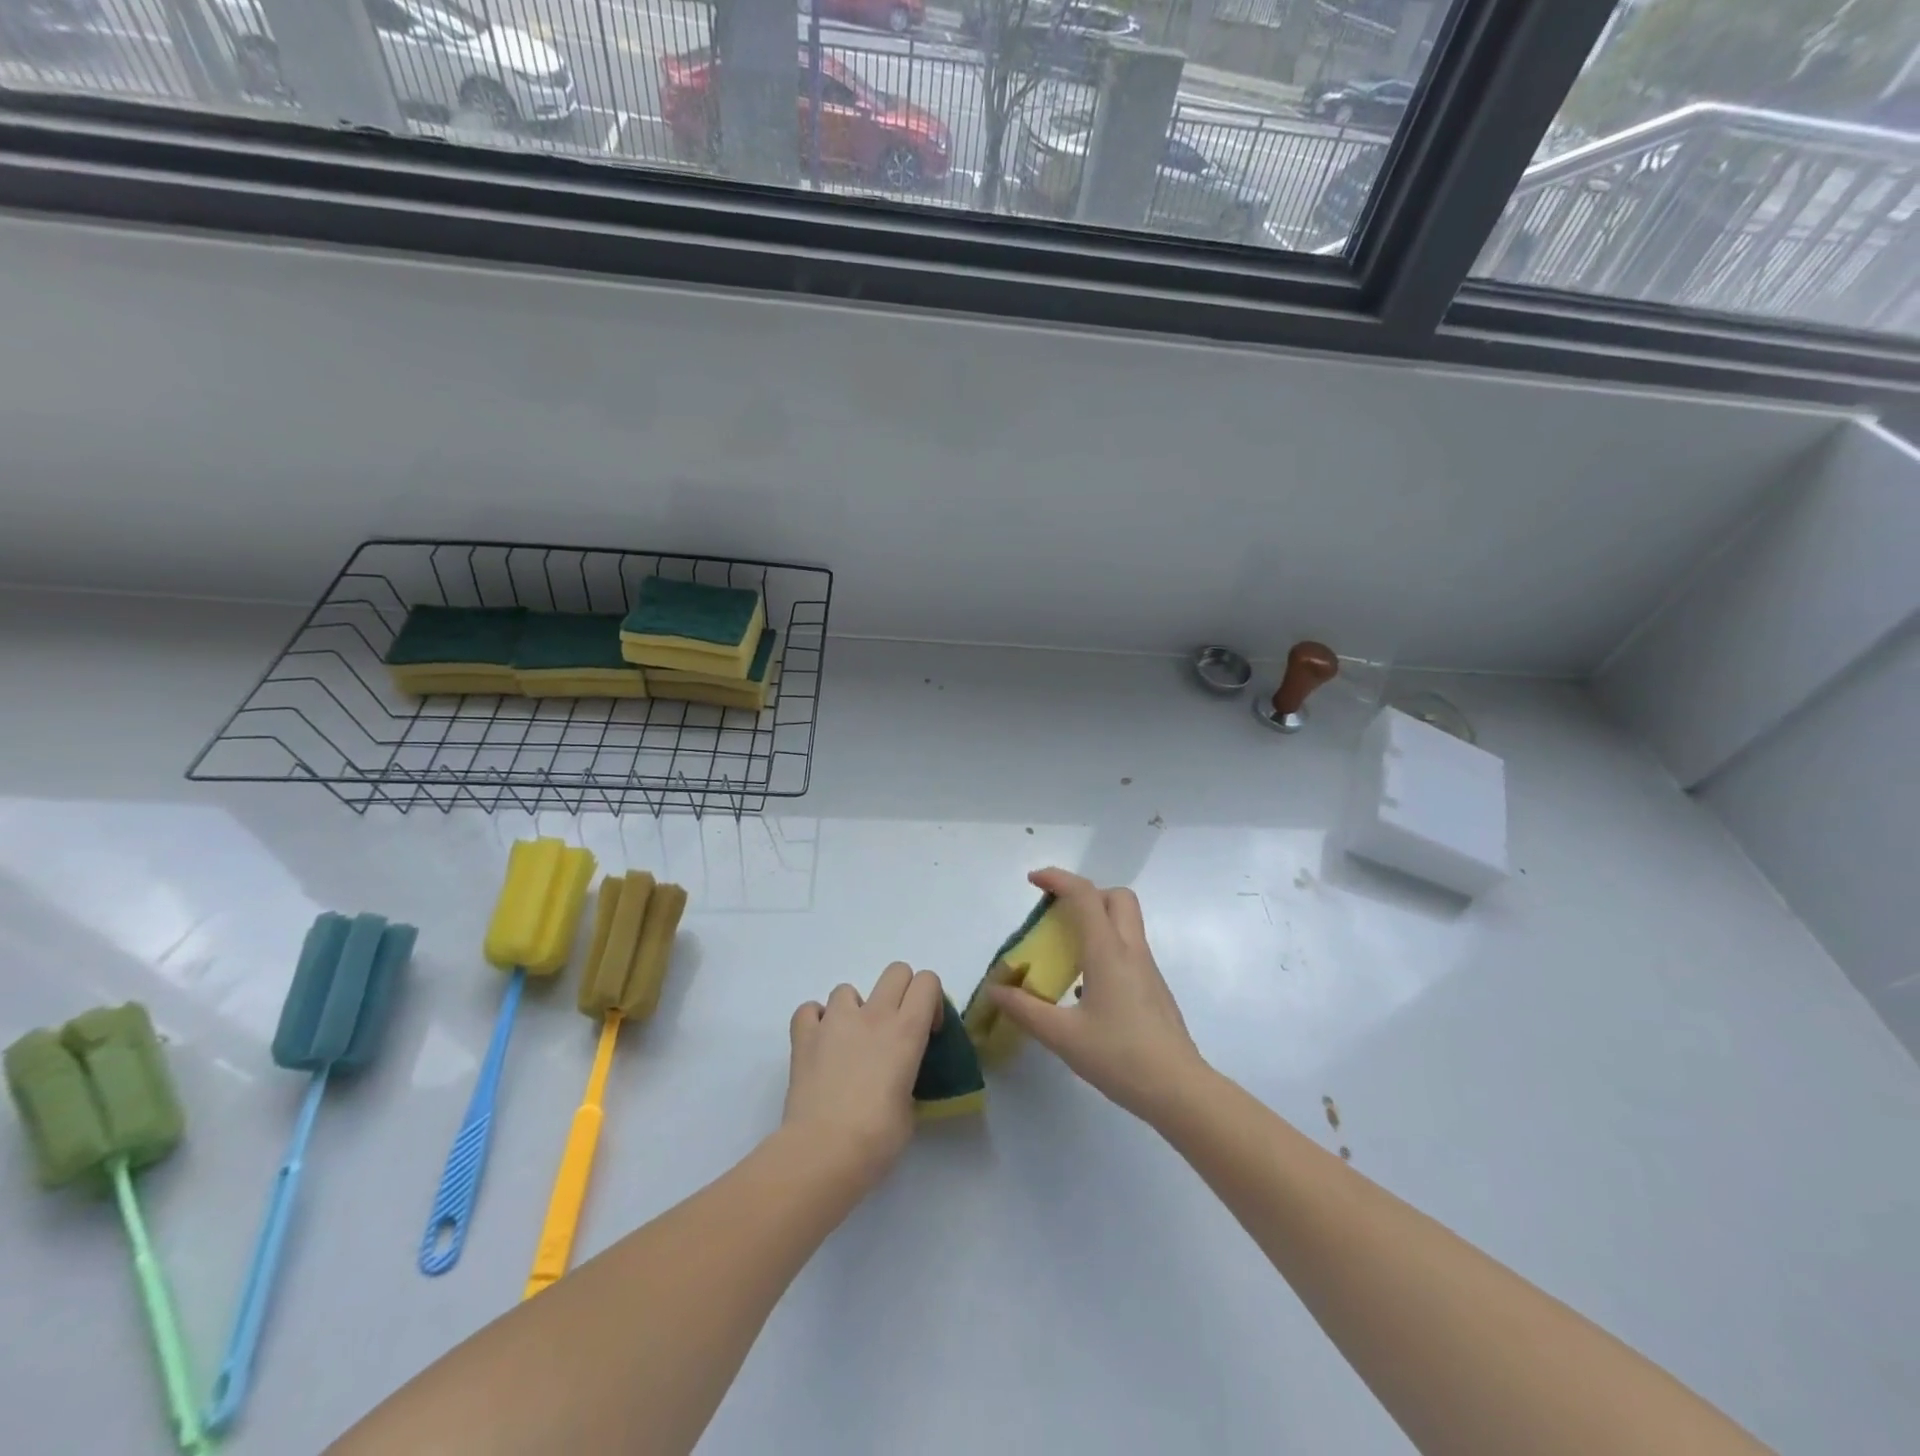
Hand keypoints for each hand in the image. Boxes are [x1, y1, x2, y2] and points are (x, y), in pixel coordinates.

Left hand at [784, 962, 942, 1192]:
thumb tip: (894, 1080)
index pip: (927, 981)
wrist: (822, 1152)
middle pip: (895, 971)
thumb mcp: (909, 1107)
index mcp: (906, 1031)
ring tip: (851, 1042)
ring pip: (848, 989)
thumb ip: (906, 1078)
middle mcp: (873, 1015)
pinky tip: (820, 1044)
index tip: (927, 1031)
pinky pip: (809, 1010)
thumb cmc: (877, 1138)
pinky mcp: (804, 1036)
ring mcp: (835, 1021)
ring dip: (854, 1009)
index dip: (931, 1000)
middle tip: (895, 1029)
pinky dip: (816, 1021)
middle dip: (900, 992)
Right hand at [987, 868, 1205, 1123]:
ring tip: (1064, 951)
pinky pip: (1127, 950)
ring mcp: (1147, 969)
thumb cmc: (1120, 1057)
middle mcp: (1131, 951)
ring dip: (1096, 921)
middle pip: (1116, 898)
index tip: (1033, 881)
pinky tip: (1084, 988)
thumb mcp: (1063, 1036)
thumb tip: (996, 990)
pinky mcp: (1153, 989)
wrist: (1179, 1090)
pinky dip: (1104, 949)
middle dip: (1086, 894)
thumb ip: (1025, 1010)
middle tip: (1058, 914)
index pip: (1085, 895)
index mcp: (1108, 952)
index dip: (1058, 879)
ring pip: (1125, 923)